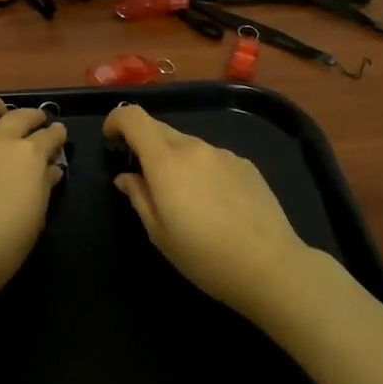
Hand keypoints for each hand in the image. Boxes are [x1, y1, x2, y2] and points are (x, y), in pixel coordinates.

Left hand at [0, 91, 66, 313]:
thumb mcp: (35, 220)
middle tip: (33, 126)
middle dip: (32, 118)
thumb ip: (44, 187)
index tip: (56, 137)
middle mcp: (0, 138)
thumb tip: (51, 169)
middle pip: (21, 115)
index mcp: (29, 156)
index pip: (50, 136)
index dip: (56, 135)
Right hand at [103, 103, 314, 324]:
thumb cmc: (206, 257)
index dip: (116, 121)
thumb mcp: (159, 234)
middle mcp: (193, 148)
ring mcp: (223, 153)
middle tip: (143, 177)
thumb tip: (127, 177)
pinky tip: (215, 204)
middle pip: (159, 128)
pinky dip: (201, 170)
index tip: (111, 141)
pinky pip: (212, 158)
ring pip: (187, 145)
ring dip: (175, 160)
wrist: (271, 266)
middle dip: (143, 144)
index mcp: (166, 162)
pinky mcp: (245, 164)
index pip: (133, 117)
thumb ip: (138, 197)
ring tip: (184, 199)